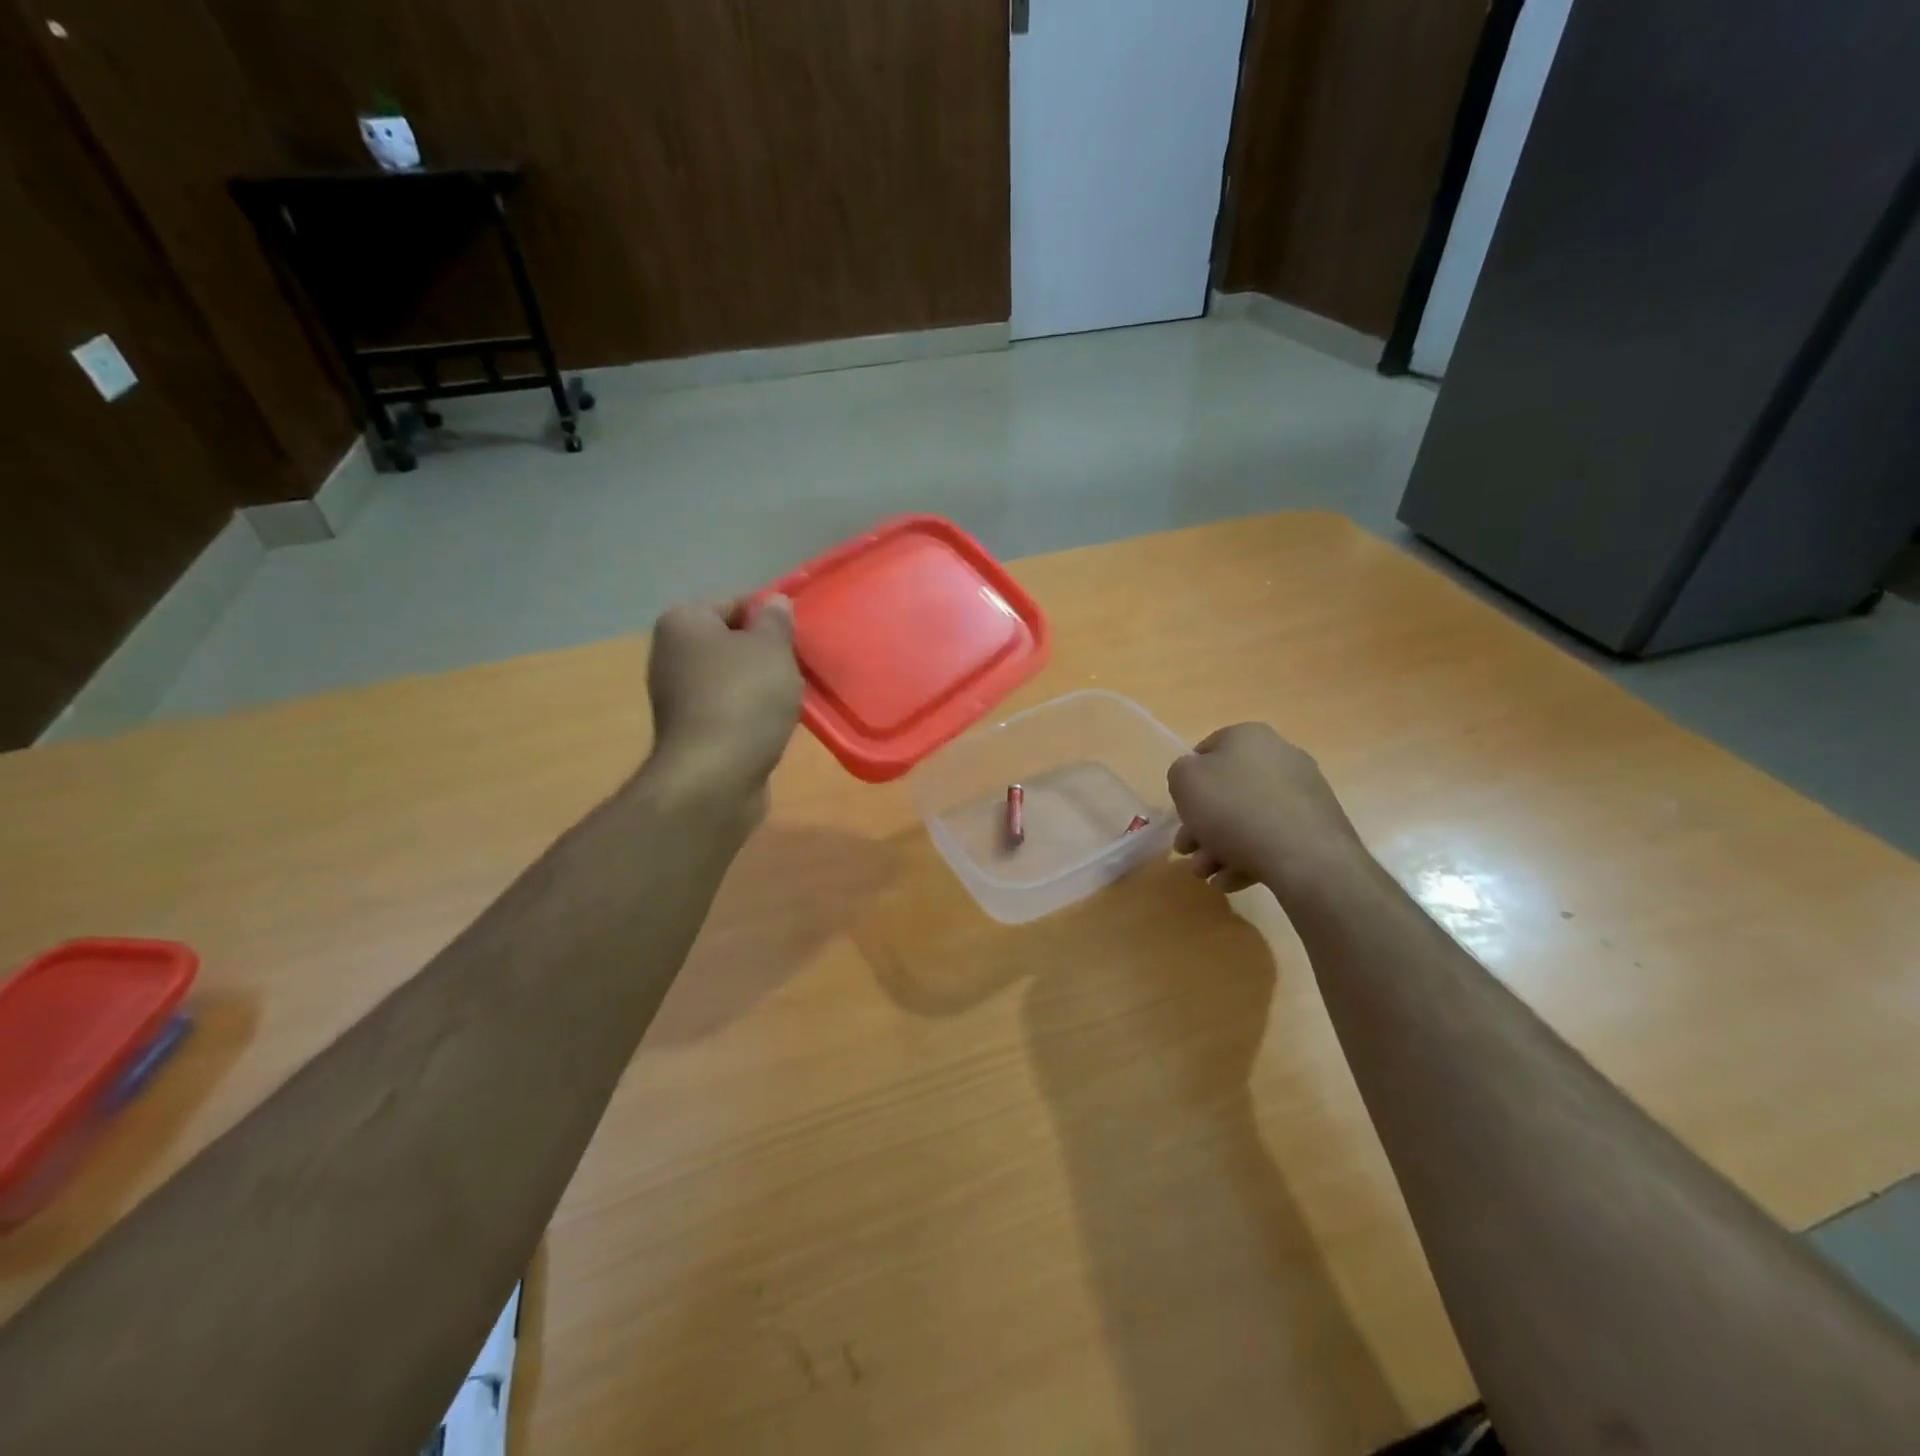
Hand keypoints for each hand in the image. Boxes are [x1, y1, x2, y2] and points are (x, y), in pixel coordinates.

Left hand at [645, 596, 802, 810]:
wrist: (715, 775)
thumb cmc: (745, 698)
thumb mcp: (772, 649)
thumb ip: (776, 621)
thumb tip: (775, 602)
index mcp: (683, 622)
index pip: (734, 601)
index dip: (769, 614)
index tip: (797, 635)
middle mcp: (670, 653)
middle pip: (729, 639)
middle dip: (764, 650)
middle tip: (797, 664)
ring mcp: (676, 694)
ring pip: (730, 676)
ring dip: (759, 684)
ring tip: (790, 696)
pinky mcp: (689, 730)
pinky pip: (727, 707)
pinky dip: (749, 711)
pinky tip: (772, 723)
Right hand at [1167, 723, 1366, 898]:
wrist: (1304, 856)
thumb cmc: (1234, 809)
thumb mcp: (1184, 782)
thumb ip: (1180, 773)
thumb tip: (1196, 781)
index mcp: (1248, 736)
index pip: (1205, 751)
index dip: (1187, 783)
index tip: (1180, 813)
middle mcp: (1280, 756)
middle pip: (1227, 791)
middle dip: (1201, 825)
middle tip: (1187, 852)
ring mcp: (1303, 792)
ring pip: (1248, 818)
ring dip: (1219, 847)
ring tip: (1208, 875)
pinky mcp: (1317, 826)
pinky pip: (1272, 837)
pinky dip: (1248, 857)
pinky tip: (1232, 881)